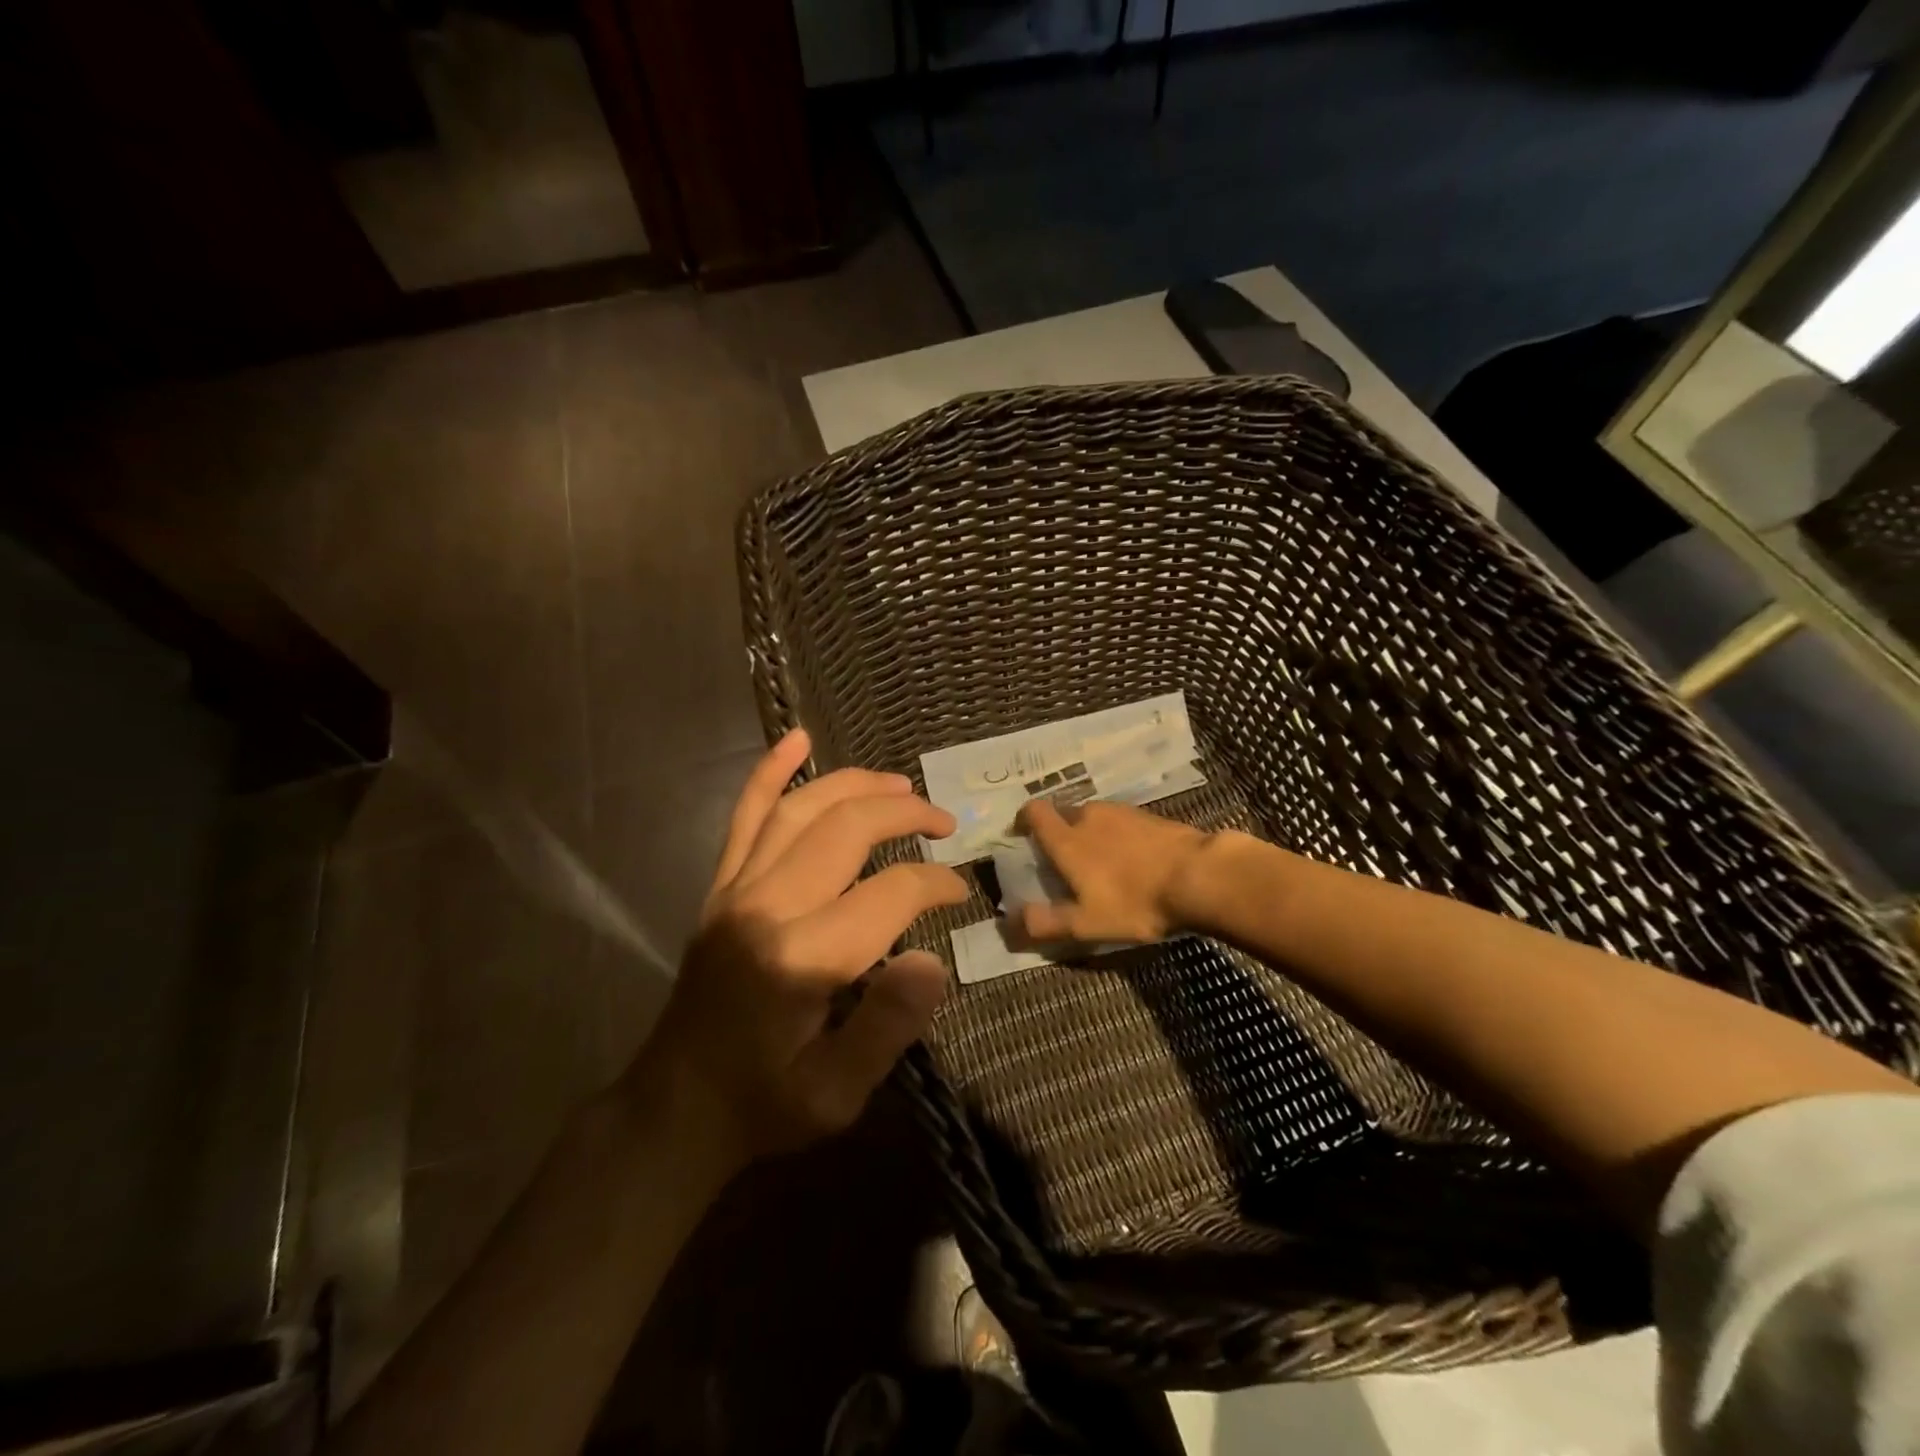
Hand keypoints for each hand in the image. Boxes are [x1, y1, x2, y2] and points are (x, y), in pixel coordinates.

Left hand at [638, 728, 967, 1169]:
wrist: (675, 1108)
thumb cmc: (763, 1104)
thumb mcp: (836, 1096)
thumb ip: (888, 1028)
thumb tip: (933, 960)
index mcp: (801, 959)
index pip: (889, 894)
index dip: (934, 884)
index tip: (959, 891)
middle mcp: (766, 907)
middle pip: (846, 829)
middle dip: (904, 815)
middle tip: (944, 823)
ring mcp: (736, 889)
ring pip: (801, 809)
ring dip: (855, 785)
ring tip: (900, 784)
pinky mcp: (720, 887)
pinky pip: (744, 816)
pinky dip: (770, 773)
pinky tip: (795, 739)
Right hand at [1013, 798, 1208, 944]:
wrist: (1200, 877)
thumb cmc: (1135, 902)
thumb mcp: (1087, 923)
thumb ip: (1046, 922)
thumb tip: (1010, 923)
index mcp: (1068, 838)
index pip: (1034, 812)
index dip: (1023, 820)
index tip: (1021, 835)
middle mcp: (1090, 816)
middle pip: (1063, 813)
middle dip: (1057, 831)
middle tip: (1062, 859)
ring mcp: (1123, 813)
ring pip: (1094, 816)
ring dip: (1089, 832)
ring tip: (1098, 860)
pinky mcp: (1150, 817)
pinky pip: (1121, 821)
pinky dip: (1117, 835)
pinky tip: (1131, 858)